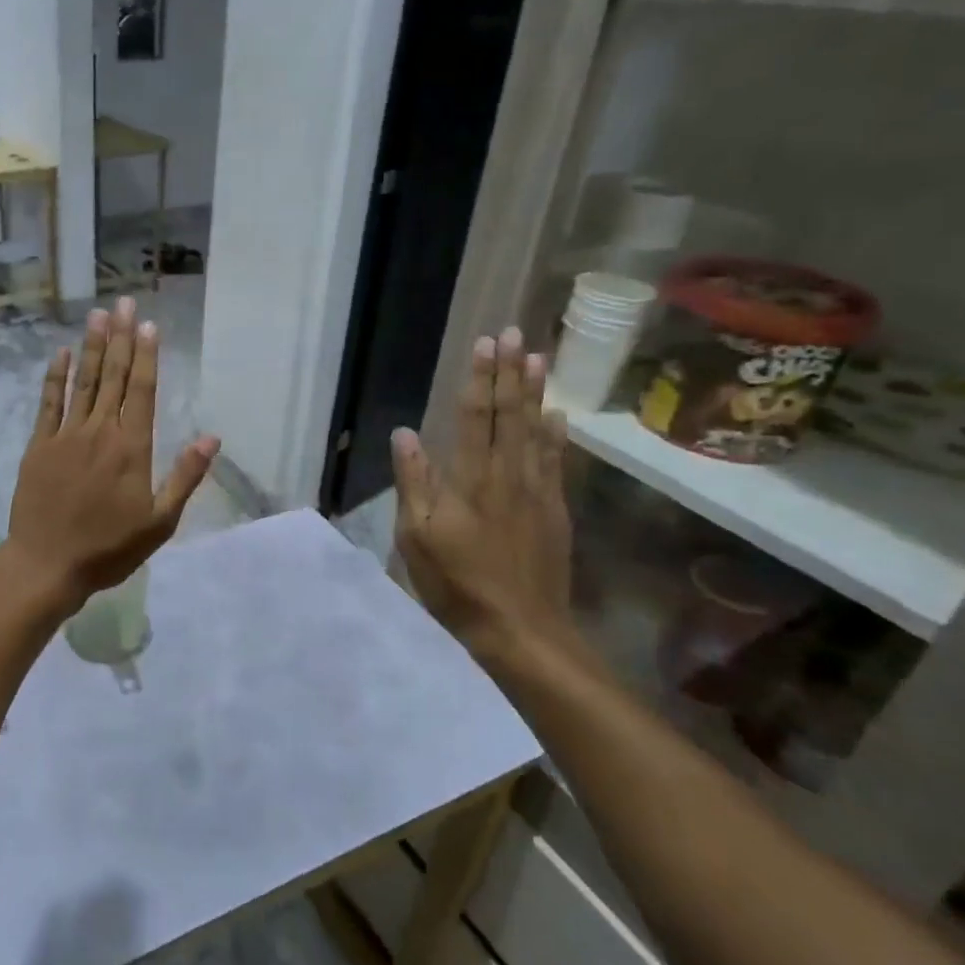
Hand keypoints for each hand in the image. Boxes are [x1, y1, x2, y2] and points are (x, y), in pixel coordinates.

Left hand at [7, 296, 219, 611]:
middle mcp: (100, 432)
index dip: (145, 355)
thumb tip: (211, 438)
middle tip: (123, 302)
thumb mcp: (160, 522)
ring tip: (97, 314)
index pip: (141, 390)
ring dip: (91, 346)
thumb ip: (184, 477)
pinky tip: (61, 353)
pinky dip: (56, 377)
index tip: (147, 324)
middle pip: (112, 376)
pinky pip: (49, 403)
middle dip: (119, 337)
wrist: (47, 564)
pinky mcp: (39, 446)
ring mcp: (66, 435)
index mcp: (131, 448)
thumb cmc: (109, 548)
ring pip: (82, 382)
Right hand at [391, 327, 576, 666]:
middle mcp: (508, 475)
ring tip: (539, 358)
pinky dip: (557, 435)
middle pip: (510, 414)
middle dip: (510, 372)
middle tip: (515, 334)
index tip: (484, 343)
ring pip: (537, 431)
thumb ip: (414, 482)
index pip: (475, 416)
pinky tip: (558, 415)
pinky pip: (557, 462)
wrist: (521, 630)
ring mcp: (537, 492)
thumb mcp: (417, 536)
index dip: (479, 378)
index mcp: (471, 479)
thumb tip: (405, 433)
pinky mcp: (554, 512)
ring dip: (536, 392)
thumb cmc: (457, 583)